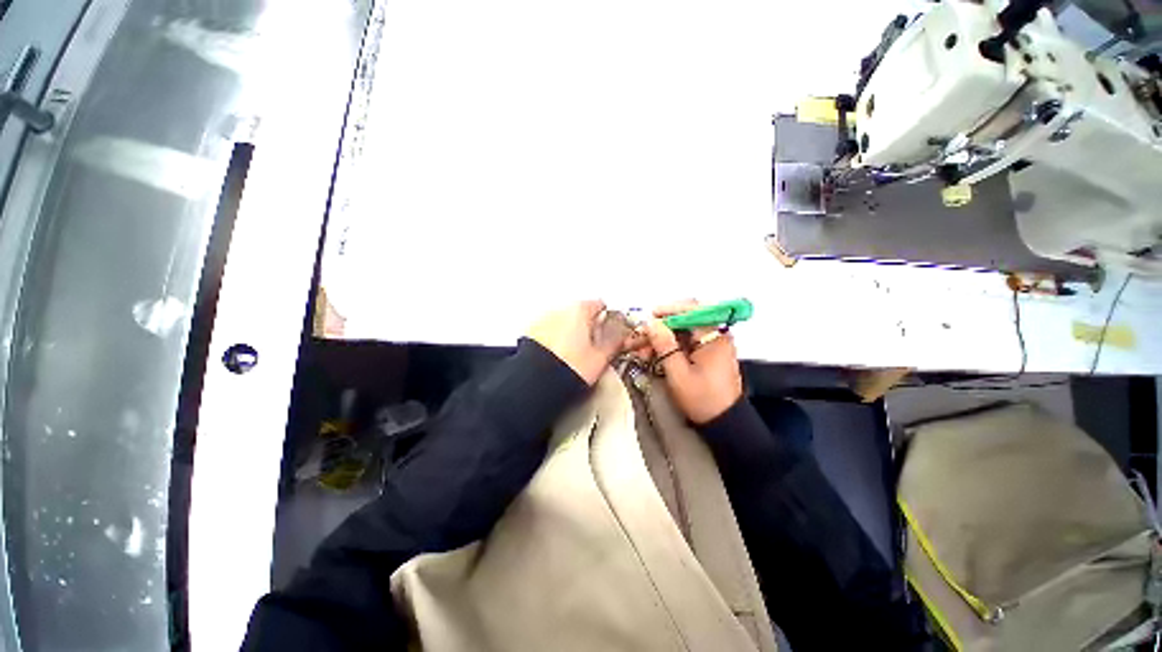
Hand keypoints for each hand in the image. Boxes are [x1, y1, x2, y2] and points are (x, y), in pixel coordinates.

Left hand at [527, 301, 628, 384]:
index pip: (600, 305)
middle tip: (592, 348)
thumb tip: (621, 336)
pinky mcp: (530, 332)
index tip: (610, 331)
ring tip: (573, 356)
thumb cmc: (567, 368)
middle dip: (587, 326)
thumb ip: (614, 342)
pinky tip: (558, 356)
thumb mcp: (600, 358)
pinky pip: (549, 331)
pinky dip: (555, 339)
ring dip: (570, 332)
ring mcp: (543, 319)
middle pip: (580, 312)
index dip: (608, 319)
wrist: (535, 381)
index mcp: (580, 310)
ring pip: (564, 321)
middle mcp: (560, 309)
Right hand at [643, 301, 742, 423]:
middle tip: (638, 340)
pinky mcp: (705, 354)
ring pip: (680, 333)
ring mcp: (710, 344)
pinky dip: (667, 348)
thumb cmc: (702, 399)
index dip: (667, 311)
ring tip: (641, 352)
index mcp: (713, 336)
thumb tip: (651, 323)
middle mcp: (714, 335)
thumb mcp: (679, 373)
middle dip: (658, 329)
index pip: (691, 310)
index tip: (649, 318)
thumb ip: (665, 345)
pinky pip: (684, 343)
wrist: (724, 423)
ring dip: (660, 340)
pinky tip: (652, 356)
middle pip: (683, 321)